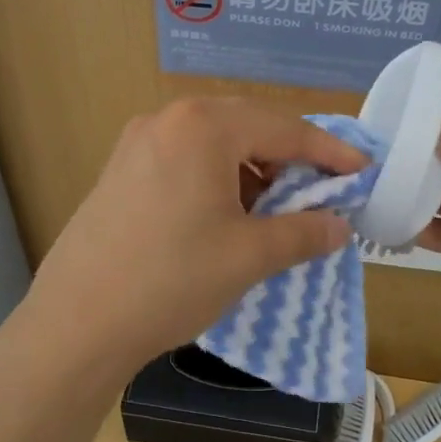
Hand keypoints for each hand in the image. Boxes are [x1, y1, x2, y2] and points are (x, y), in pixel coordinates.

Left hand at [22, 97, 366, 377]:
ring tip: (274, 209)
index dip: (328, 152)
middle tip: (322, 189)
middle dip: (289, 157)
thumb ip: (303, 232)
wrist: (77, 322)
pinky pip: (184, 159)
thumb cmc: (172, 279)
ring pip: (214, 143)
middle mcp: (168, 119)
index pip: (283, 129)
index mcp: (203, 126)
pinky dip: (217, 178)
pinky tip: (226, 214)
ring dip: (252, 169)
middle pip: (247, 126)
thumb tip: (339, 226)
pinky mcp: (120, 169)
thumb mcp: (249, 256)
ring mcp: (137, 142)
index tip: (363, 170)